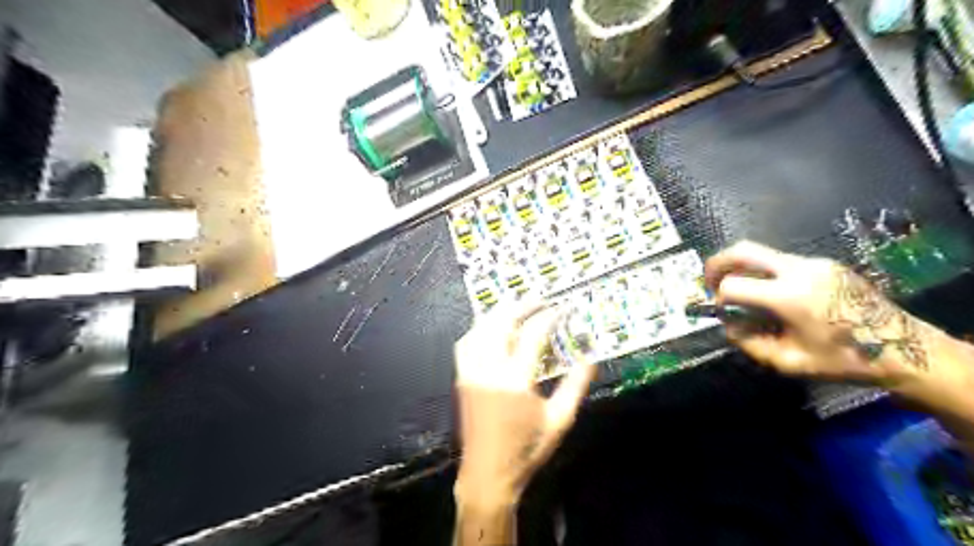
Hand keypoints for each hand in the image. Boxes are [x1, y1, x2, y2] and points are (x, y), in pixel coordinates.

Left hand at [453, 302, 598, 512]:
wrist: (488, 474)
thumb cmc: (527, 449)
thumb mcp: (560, 420)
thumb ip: (575, 385)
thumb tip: (590, 356)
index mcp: (515, 380)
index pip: (533, 335)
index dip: (548, 317)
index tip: (561, 308)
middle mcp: (489, 369)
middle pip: (501, 323)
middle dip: (521, 305)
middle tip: (538, 299)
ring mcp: (471, 372)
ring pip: (479, 329)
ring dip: (499, 313)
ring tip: (517, 307)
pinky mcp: (462, 377)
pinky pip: (467, 342)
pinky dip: (480, 328)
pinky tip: (491, 328)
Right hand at [704, 240, 973, 411]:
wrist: (904, 348)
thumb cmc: (844, 360)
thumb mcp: (788, 361)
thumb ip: (748, 343)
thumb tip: (728, 324)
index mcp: (790, 296)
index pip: (733, 285)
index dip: (719, 299)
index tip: (723, 312)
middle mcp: (799, 270)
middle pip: (743, 250)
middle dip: (717, 264)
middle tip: (709, 281)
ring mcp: (814, 262)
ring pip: (762, 254)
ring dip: (743, 269)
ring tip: (742, 292)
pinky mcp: (824, 263)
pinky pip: (782, 261)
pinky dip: (765, 273)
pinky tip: (773, 295)